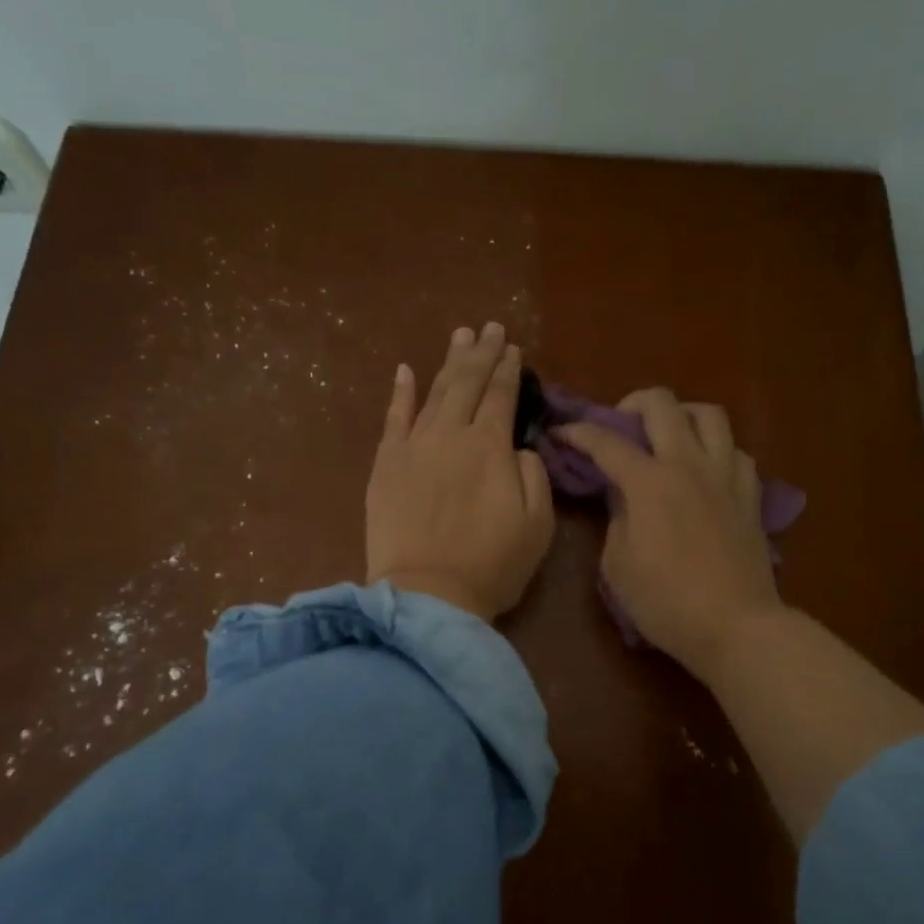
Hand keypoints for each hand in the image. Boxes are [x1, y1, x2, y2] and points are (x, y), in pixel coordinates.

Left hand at [366, 323, 554, 621]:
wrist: (427, 596)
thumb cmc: (492, 565)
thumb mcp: (537, 523)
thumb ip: (532, 474)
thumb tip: (516, 448)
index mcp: (491, 447)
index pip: (502, 396)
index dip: (509, 370)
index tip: (514, 349)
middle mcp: (451, 435)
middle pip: (468, 384)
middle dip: (482, 353)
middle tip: (490, 327)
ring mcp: (413, 447)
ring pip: (434, 392)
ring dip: (449, 362)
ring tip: (460, 336)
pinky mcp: (385, 465)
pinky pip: (393, 419)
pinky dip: (400, 392)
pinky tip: (405, 370)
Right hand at [559, 389, 783, 678]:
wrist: (735, 625)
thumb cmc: (666, 602)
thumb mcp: (618, 565)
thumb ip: (616, 518)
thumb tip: (623, 496)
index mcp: (649, 482)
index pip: (606, 441)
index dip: (578, 432)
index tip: (561, 432)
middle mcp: (689, 464)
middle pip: (662, 404)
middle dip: (631, 404)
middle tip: (620, 427)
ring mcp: (725, 475)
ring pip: (709, 414)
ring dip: (681, 416)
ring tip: (668, 437)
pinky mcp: (750, 494)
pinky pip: (736, 451)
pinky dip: (716, 450)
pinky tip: (705, 470)